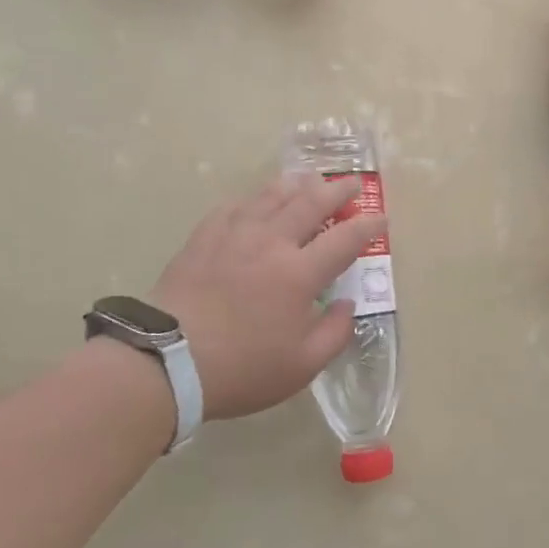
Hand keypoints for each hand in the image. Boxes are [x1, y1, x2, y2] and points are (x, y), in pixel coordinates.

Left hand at [150, 174, 382, 419]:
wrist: (167, 361)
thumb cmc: (242, 368)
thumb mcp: (302, 366)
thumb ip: (335, 333)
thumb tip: (347, 305)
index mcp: (299, 274)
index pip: (345, 239)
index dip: (368, 225)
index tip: (381, 218)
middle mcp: (271, 243)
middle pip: (310, 203)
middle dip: (337, 190)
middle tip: (352, 184)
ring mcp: (234, 235)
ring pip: (271, 196)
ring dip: (297, 184)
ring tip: (309, 179)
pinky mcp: (204, 238)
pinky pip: (234, 206)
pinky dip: (254, 198)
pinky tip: (256, 199)